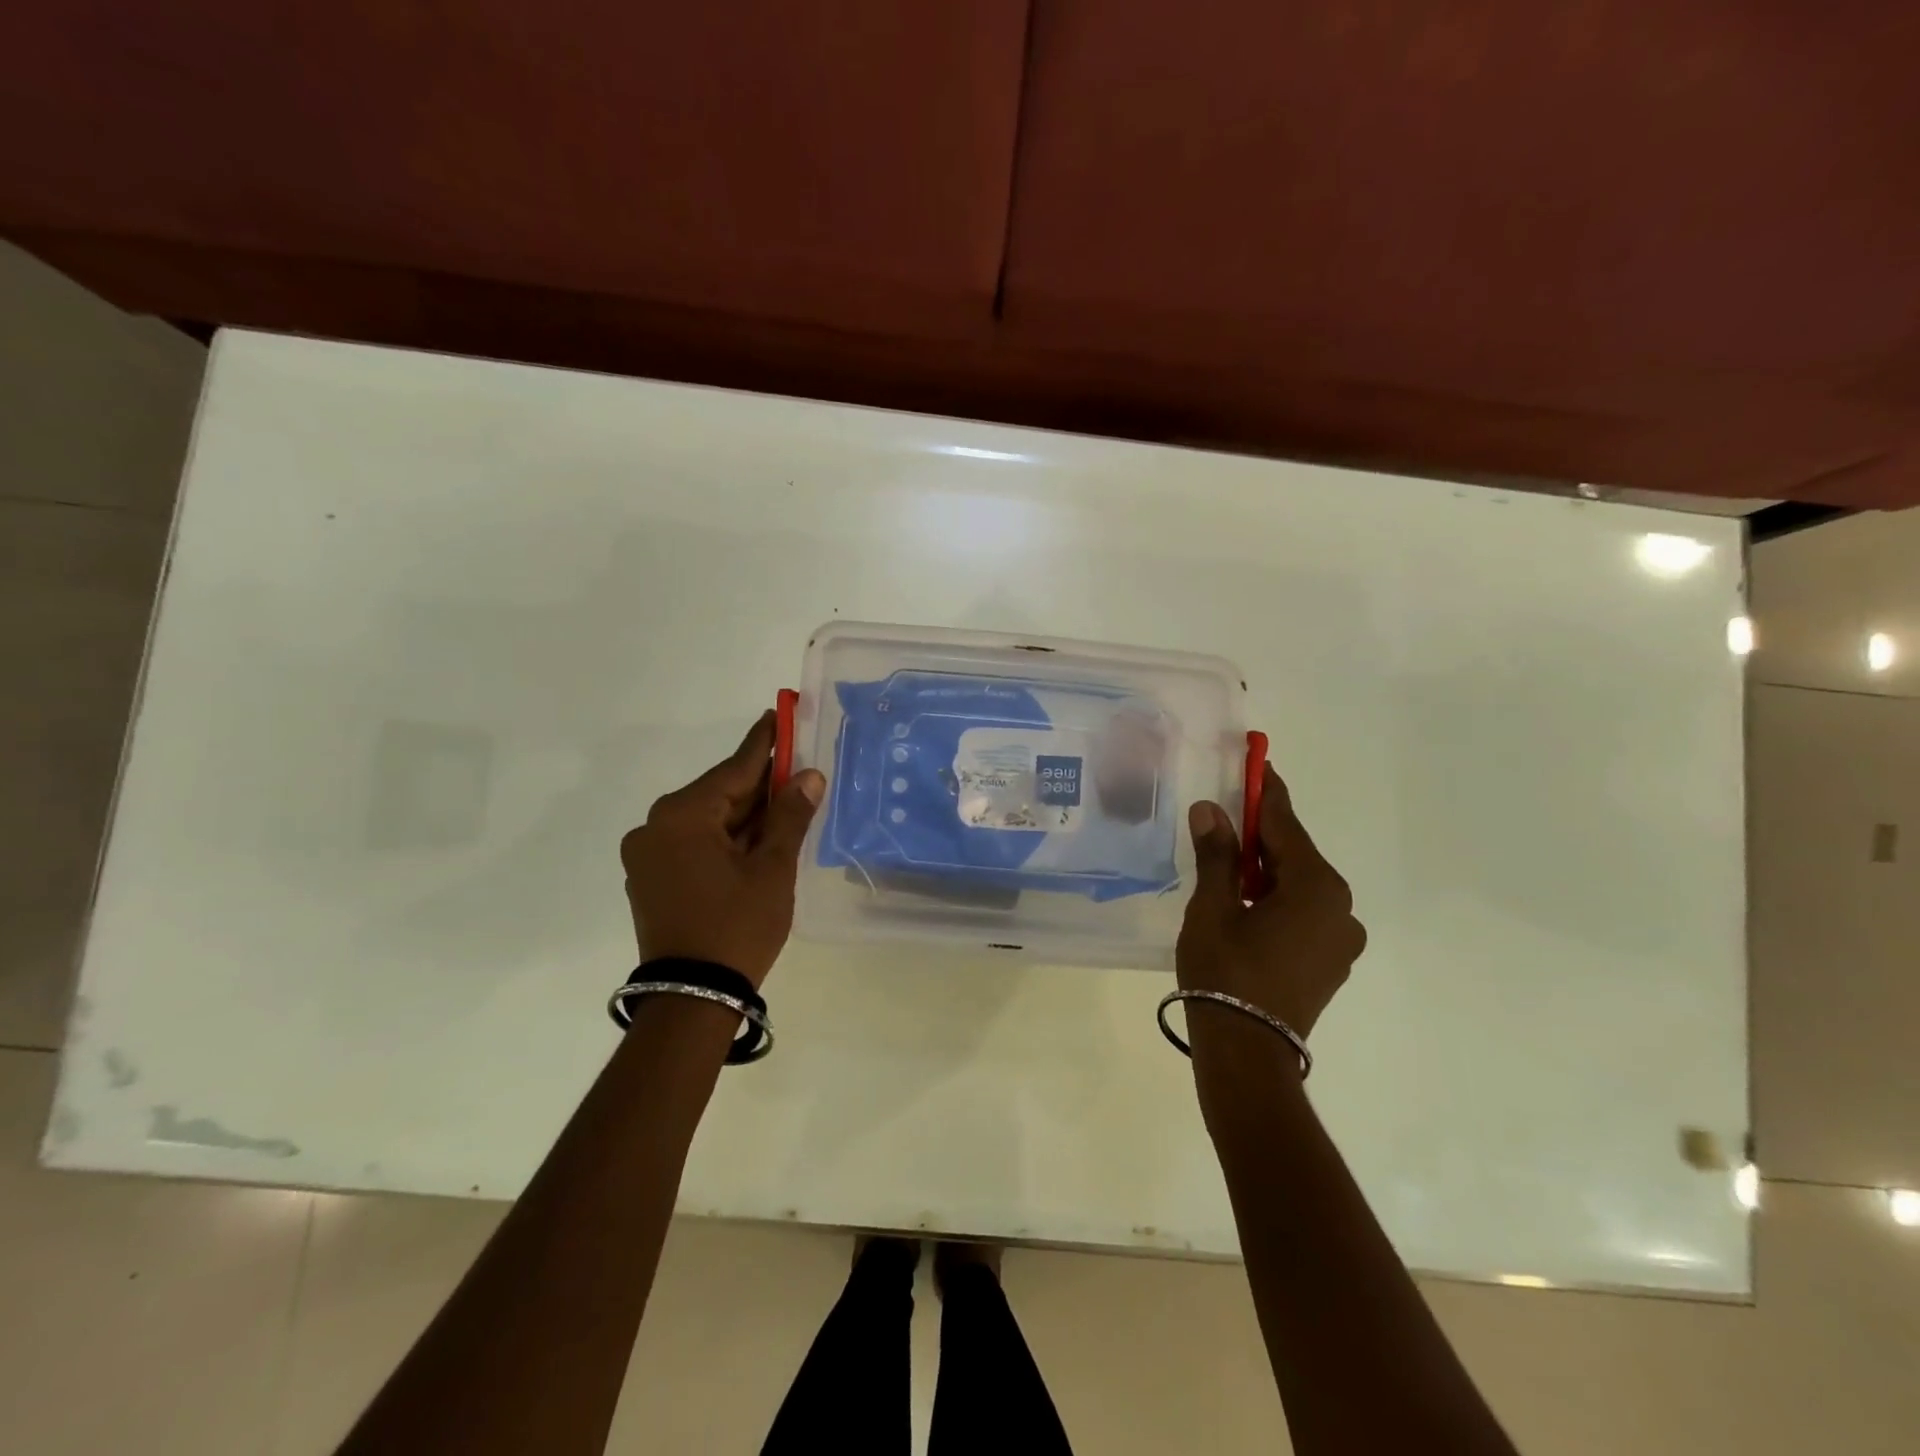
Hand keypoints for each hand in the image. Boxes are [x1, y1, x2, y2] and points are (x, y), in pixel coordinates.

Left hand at [619, 712, 826, 987]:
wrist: (690, 999)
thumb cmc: (737, 927)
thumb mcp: (772, 869)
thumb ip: (789, 816)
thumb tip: (809, 776)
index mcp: (682, 816)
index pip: (734, 769)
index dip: (764, 744)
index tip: (779, 714)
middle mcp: (655, 826)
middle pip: (719, 793)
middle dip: (759, 784)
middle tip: (795, 766)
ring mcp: (648, 854)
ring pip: (707, 820)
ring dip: (745, 814)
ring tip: (784, 804)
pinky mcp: (650, 878)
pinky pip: (694, 843)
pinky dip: (725, 838)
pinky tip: (755, 841)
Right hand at [1177, 764, 1366, 1043]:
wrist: (1247, 1053)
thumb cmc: (1225, 971)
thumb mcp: (1212, 907)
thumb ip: (1217, 855)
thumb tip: (1211, 809)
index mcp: (1316, 887)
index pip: (1286, 826)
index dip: (1266, 793)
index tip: (1258, 764)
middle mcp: (1340, 908)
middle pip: (1296, 856)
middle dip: (1262, 837)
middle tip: (1227, 820)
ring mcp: (1340, 940)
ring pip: (1299, 887)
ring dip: (1267, 872)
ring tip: (1227, 870)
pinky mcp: (1331, 963)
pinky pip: (1304, 914)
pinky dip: (1277, 901)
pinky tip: (1245, 907)